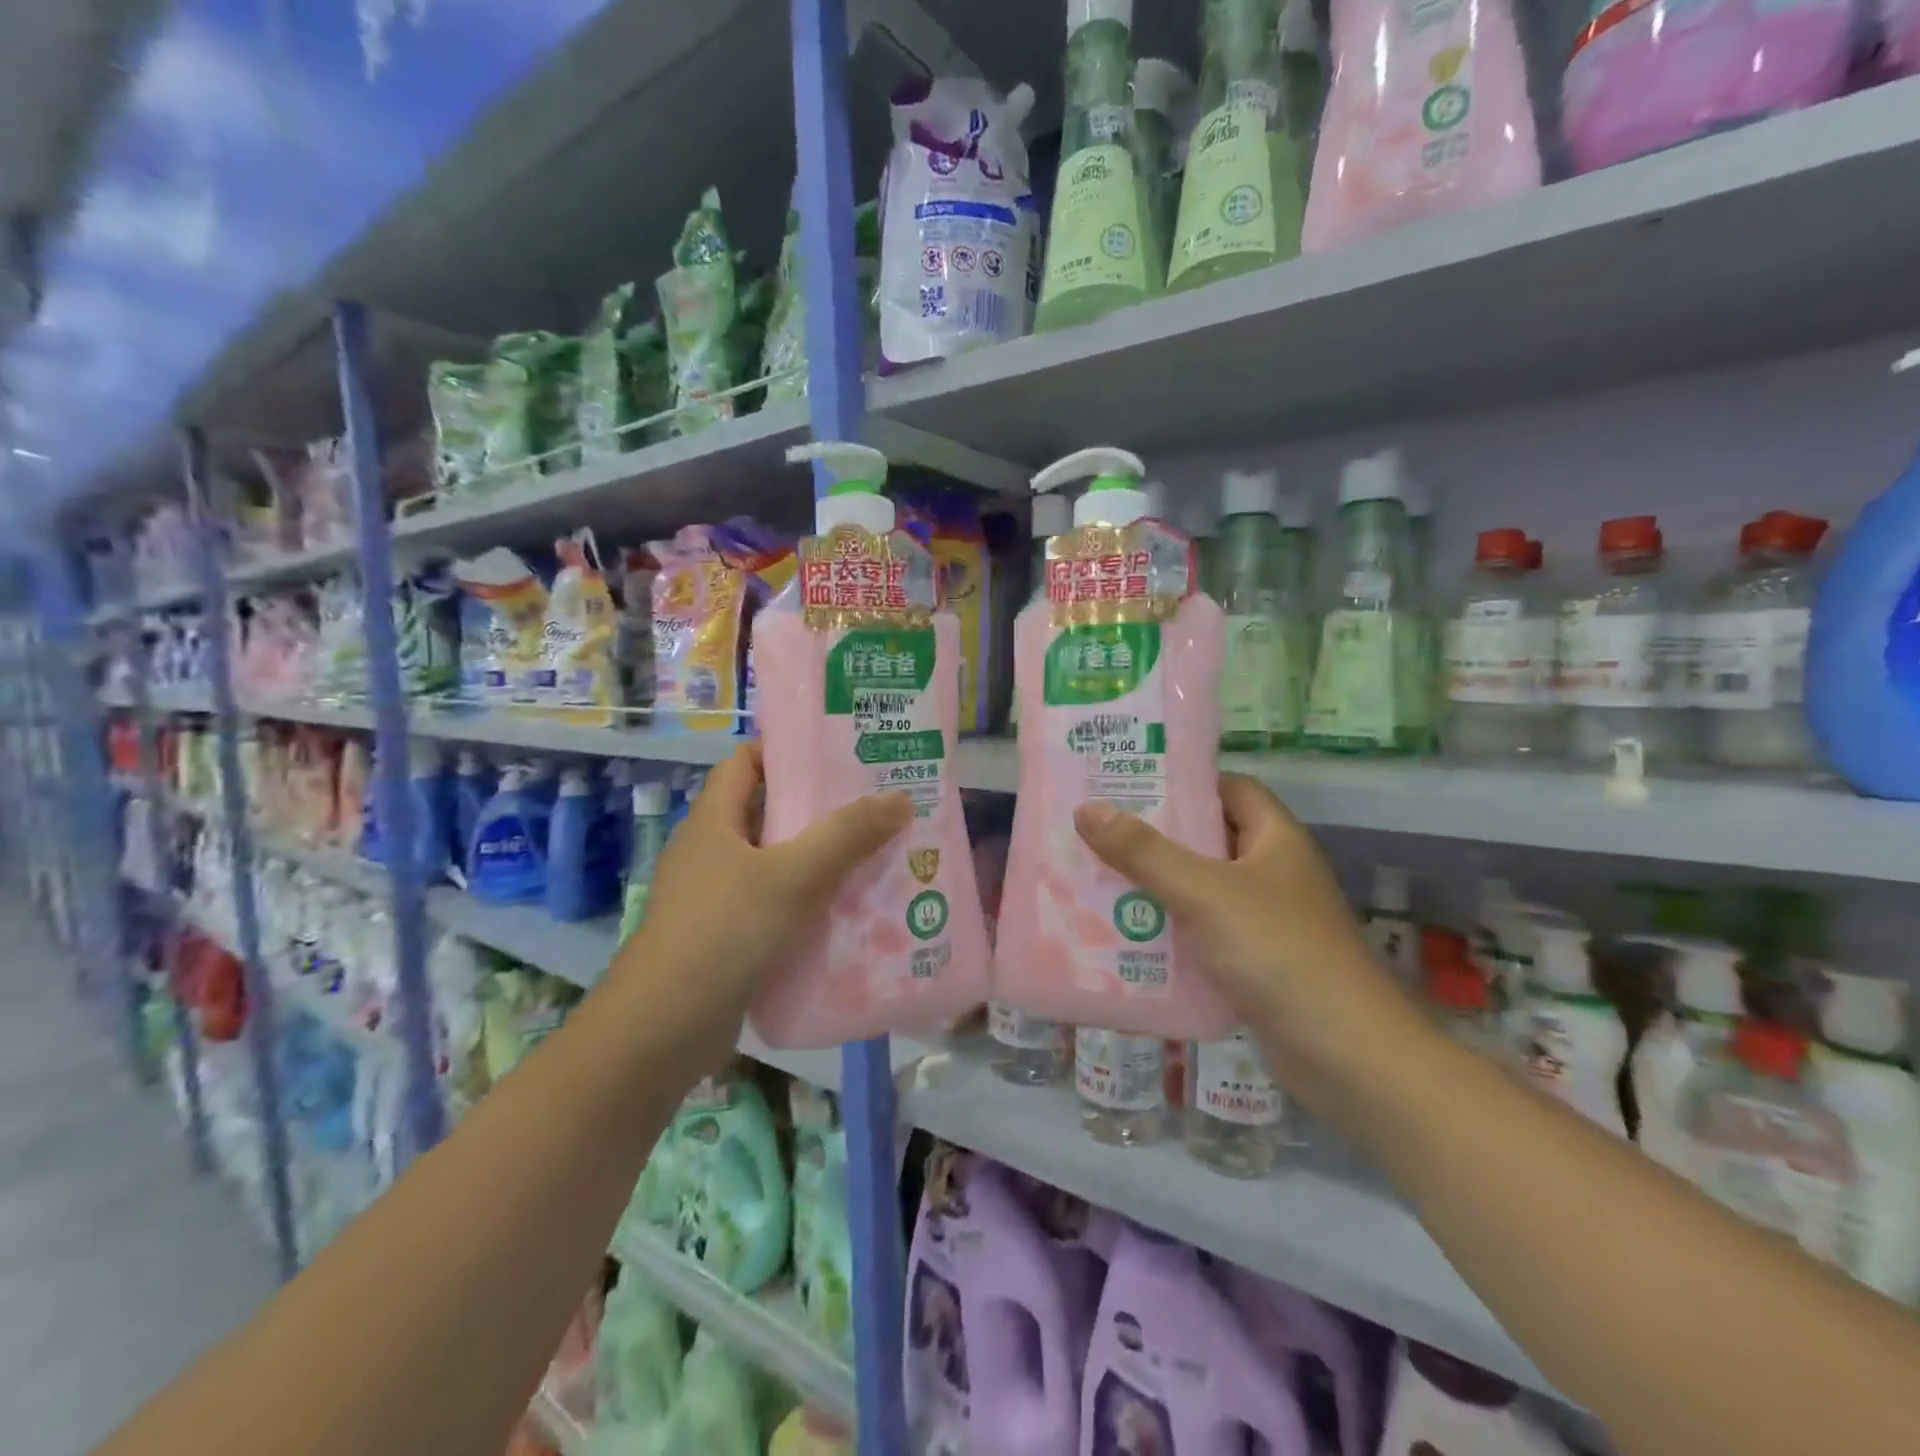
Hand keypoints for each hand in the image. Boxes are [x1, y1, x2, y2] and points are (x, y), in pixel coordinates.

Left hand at [612, 742, 911, 1055]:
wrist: (663, 1030)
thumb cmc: (724, 932)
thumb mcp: (793, 876)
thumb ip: (847, 835)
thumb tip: (900, 798)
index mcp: (714, 821)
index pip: (746, 763)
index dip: (786, 750)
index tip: (838, 751)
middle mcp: (711, 852)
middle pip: (769, 814)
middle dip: (820, 809)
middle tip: (876, 806)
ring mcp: (715, 899)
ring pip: (776, 866)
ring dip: (820, 862)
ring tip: (876, 856)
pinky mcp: (725, 940)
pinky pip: (775, 909)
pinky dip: (808, 906)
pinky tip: (849, 915)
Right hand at [1074, 774, 1418, 1110]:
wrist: (1344, 1054)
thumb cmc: (1276, 951)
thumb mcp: (1203, 892)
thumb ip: (1144, 852)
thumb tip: (1087, 810)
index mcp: (1275, 840)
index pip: (1231, 790)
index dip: (1186, 783)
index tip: (1132, 785)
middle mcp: (1273, 874)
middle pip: (1209, 841)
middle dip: (1156, 839)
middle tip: (1098, 833)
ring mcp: (1266, 922)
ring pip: (1202, 892)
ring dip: (1156, 889)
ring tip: (1097, 881)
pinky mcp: (1256, 965)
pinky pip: (1203, 936)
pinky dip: (1170, 934)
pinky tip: (1125, 938)